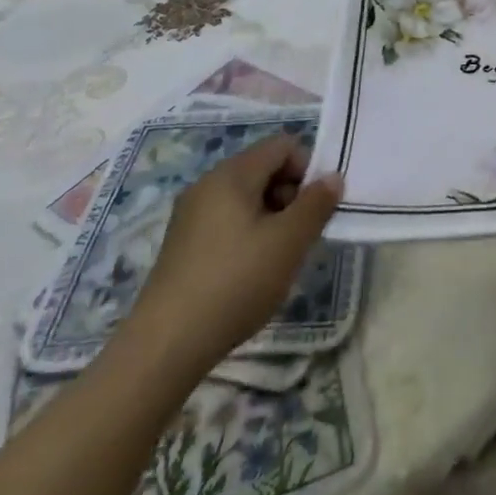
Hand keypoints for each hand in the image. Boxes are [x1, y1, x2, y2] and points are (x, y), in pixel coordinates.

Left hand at [124, 136, 341, 377]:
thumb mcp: (288, 242)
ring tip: (277, 260)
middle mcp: (208, 184)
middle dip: (290, 196)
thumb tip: (332, 177)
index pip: (283, 145)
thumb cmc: (234, 283)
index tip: (315, 208)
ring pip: (246, 198)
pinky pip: (226, 222)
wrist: (163, 349)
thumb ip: (316, 203)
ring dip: (271, 219)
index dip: (308, 168)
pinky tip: (249, 275)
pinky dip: (247, 236)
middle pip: (264, 169)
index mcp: (232, 173)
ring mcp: (190, 216)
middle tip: (299, 237)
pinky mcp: (181, 246)